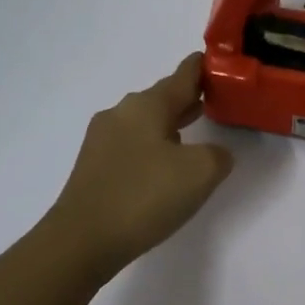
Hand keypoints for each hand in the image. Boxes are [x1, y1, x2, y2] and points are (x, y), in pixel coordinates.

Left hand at [44, 53, 234, 279]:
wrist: (82, 240)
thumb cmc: (145, 196)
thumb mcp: (201, 172)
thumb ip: (218, 154)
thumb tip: (213, 153)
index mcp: (147, 105)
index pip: (183, 75)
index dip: (205, 67)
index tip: (222, 63)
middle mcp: (121, 113)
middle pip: (163, 98)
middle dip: (189, 98)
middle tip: (216, 100)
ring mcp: (103, 140)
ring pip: (146, 122)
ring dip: (171, 123)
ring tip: (195, 131)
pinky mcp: (94, 166)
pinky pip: (133, 145)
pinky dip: (154, 146)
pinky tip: (165, 165)